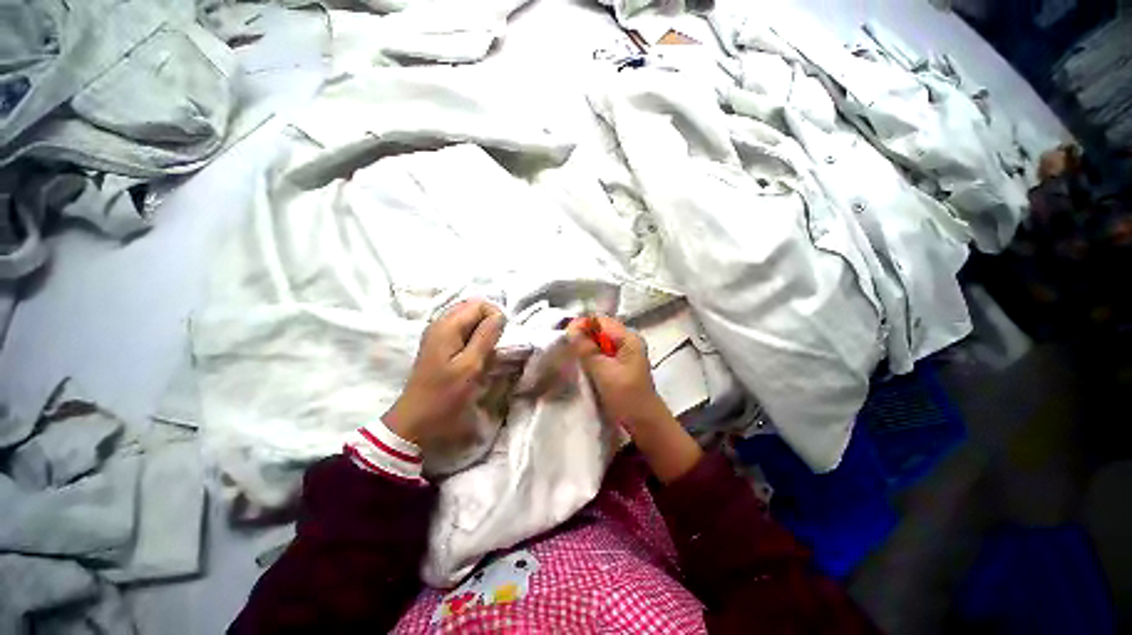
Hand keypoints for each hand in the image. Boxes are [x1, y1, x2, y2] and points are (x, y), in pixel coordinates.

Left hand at [384, 300, 505, 446]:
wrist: (417, 420)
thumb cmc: (445, 395)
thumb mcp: (470, 366)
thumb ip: (486, 336)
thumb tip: (500, 315)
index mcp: (447, 325)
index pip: (481, 304)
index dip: (496, 318)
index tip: (500, 341)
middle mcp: (441, 323)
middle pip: (474, 308)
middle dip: (490, 323)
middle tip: (495, 346)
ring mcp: (439, 334)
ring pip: (470, 320)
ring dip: (484, 332)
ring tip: (487, 353)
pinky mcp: (440, 345)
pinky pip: (464, 331)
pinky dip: (475, 339)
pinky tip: (477, 356)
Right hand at [567, 316, 701, 482]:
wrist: (644, 422)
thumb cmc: (626, 396)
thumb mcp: (604, 371)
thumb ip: (587, 349)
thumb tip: (571, 328)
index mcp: (629, 338)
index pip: (601, 321)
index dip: (582, 325)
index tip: (565, 335)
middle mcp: (628, 340)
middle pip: (600, 329)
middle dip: (582, 335)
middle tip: (565, 346)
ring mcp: (625, 352)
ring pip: (600, 341)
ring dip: (586, 346)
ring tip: (571, 354)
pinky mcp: (620, 363)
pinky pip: (602, 352)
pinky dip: (591, 355)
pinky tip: (582, 363)